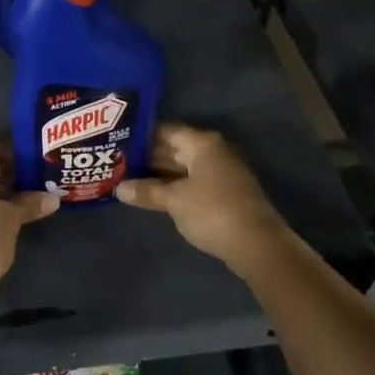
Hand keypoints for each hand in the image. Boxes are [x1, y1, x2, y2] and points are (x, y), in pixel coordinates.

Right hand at [115, 124, 289, 269]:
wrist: (257, 244)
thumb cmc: (212, 211)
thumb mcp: (174, 200)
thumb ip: (147, 191)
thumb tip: (119, 188)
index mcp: (202, 144)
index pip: (166, 130)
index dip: (142, 135)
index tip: (117, 141)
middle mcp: (213, 152)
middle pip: (174, 148)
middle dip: (147, 156)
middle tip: (117, 161)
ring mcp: (220, 172)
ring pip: (182, 167)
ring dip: (159, 174)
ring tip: (128, 178)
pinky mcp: (223, 193)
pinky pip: (192, 182)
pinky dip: (173, 186)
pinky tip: (153, 195)